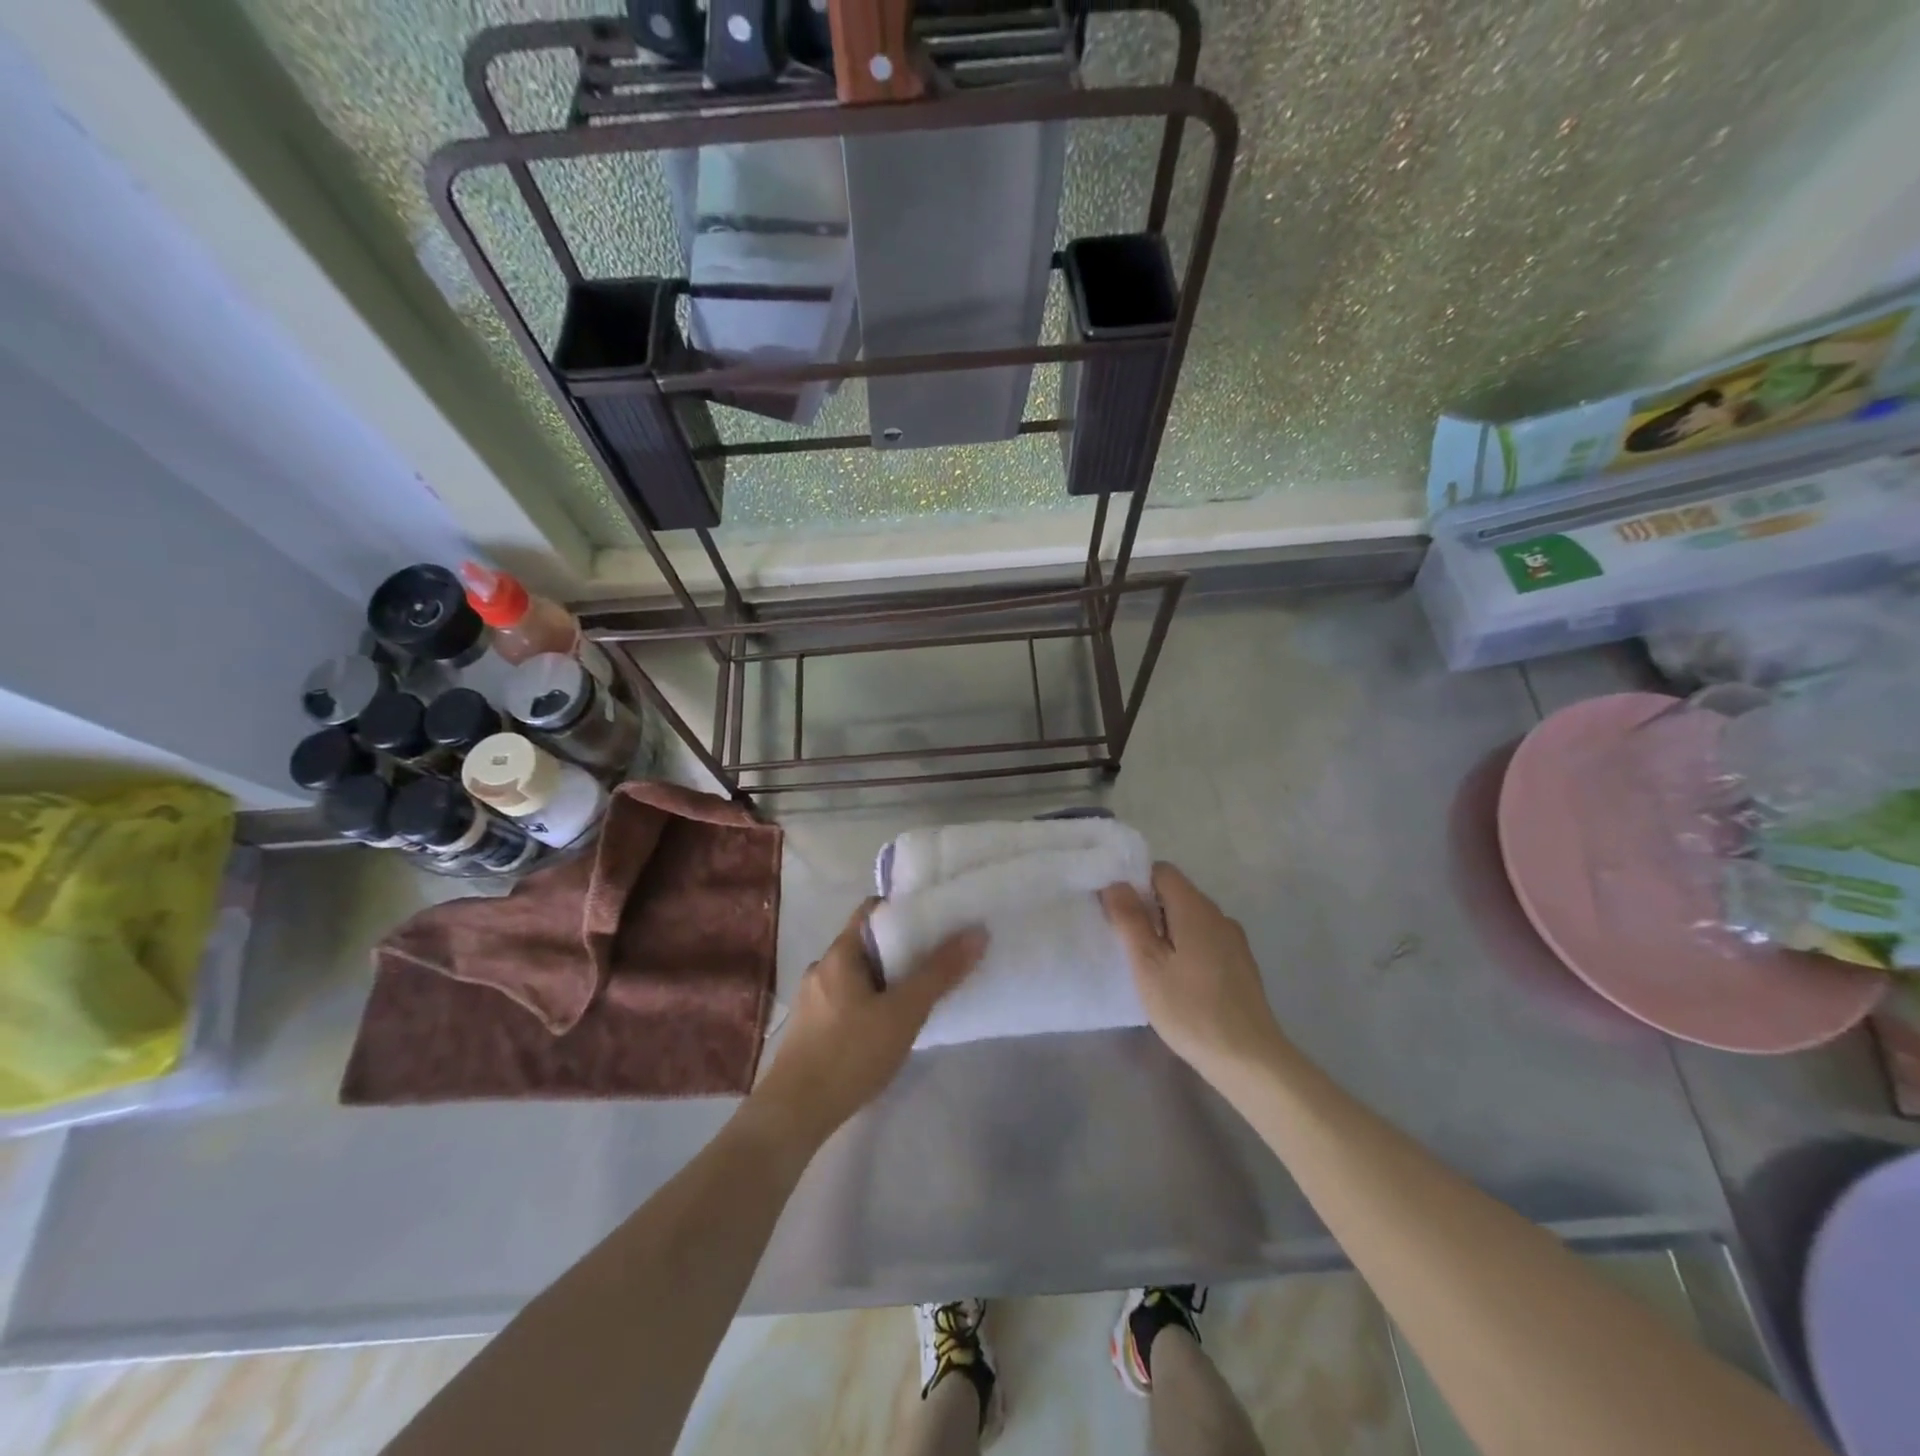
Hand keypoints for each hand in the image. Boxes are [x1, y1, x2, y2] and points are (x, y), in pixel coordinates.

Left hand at [751, 899, 985, 1146]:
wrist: (794, 1114)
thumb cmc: (850, 1053)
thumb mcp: (904, 1012)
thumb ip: (940, 973)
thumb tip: (977, 932)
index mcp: (839, 953)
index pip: (872, 910)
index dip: (903, 909)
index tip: (935, 919)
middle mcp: (822, 968)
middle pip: (867, 943)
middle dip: (901, 949)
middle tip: (937, 959)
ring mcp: (812, 999)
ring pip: (857, 975)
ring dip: (886, 979)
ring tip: (919, 994)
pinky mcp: (811, 1028)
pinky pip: (847, 1000)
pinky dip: (871, 1002)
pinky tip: (888, 1026)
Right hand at [1101, 864, 1285, 1080]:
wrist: (1249, 1059)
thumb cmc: (1190, 1010)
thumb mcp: (1147, 965)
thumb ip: (1130, 920)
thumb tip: (1115, 883)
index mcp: (1195, 909)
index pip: (1162, 871)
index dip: (1135, 882)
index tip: (1116, 910)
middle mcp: (1219, 916)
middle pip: (1177, 893)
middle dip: (1148, 908)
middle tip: (1125, 940)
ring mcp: (1234, 941)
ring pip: (1191, 918)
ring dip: (1166, 930)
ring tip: (1147, 963)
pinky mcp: (1241, 964)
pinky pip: (1205, 939)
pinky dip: (1185, 946)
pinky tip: (1176, 979)